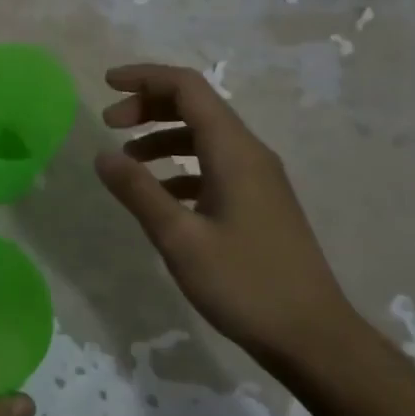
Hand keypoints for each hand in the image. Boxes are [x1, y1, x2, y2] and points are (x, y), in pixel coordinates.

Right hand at [92, 62, 364, 372]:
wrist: (313, 337)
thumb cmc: (245, 284)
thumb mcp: (180, 239)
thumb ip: (139, 193)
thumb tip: (101, 155)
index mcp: (234, 152)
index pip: (188, 88)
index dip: (145, 78)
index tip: (105, 85)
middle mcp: (249, 154)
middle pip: (196, 107)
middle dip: (149, 106)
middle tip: (109, 124)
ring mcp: (258, 179)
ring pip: (204, 137)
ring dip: (162, 137)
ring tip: (127, 160)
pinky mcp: (258, 202)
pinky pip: (213, 166)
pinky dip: (180, 167)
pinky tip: (159, 195)